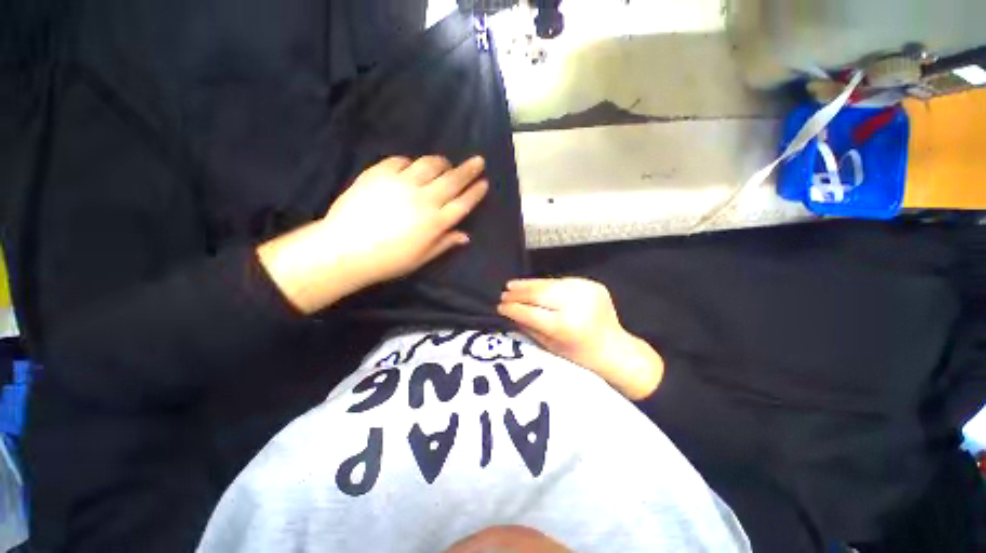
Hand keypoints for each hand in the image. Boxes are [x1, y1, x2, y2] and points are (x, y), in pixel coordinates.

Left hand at [258, 156, 488, 313]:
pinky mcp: (379, 173)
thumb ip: (444, 243)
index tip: (484, 182)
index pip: (463, 203)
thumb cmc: (388, 260)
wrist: (345, 250)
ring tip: (445, 163)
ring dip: (442, 162)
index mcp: (435, 222)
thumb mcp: (421, 258)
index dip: (475, 192)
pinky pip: (400, 161)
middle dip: (469, 169)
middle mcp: (423, 199)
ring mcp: (401, 183)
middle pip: (452, 180)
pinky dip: (410, 162)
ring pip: (429, 165)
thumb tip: (465, 236)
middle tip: (478, 160)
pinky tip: (412, 167)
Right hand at [498, 278, 662, 399]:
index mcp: (566, 326)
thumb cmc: (581, 357)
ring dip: (529, 284)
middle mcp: (577, 304)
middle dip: (519, 292)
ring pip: (549, 283)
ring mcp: (586, 291)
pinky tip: (535, 287)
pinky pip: (561, 282)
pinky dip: (546, 285)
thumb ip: (529, 328)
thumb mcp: (551, 348)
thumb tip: (508, 312)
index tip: (499, 306)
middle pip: (539, 292)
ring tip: (513, 285)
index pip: (531, 312)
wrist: (616, 349)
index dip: (512, 308)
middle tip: (504, 292)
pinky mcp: (592, 284)